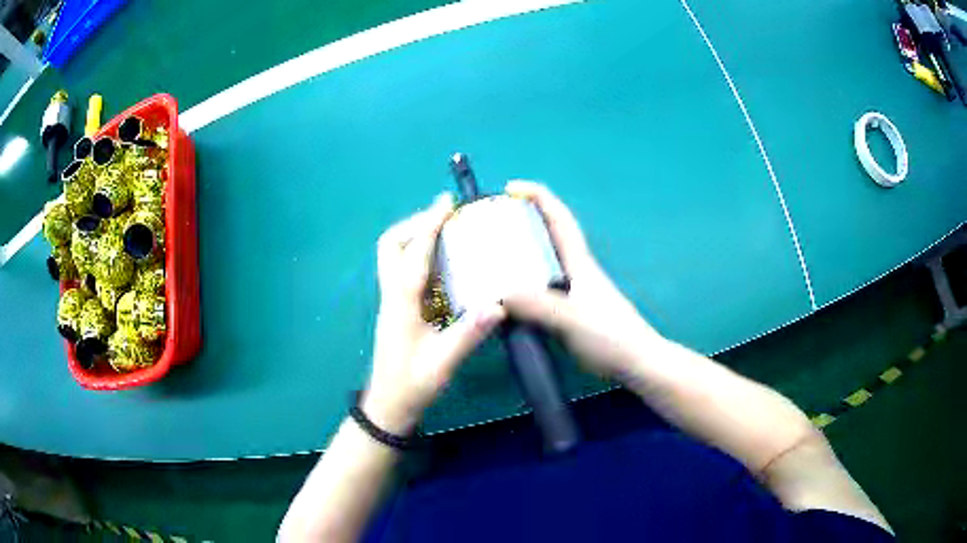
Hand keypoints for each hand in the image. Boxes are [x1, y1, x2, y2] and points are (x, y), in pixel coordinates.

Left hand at [363, 194, 504, 434]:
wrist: (389, 405)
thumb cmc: (413, 384)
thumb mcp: (443, 362)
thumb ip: (469, 333)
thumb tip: (499, 302)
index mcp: (401, 302)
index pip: (414, 254)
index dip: (430, 224)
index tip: (447, 202)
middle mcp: (392, 294)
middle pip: (390, 245)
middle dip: (415, 224)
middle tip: (445, 218)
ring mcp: (392, 300)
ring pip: (394, 256)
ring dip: (417, 237)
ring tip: (449, 232)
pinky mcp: (398, 308)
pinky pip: (405, 270)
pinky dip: (422, 256)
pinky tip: (446, 264)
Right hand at [502, 181, 662, 378]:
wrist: (635, 362)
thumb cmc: (610, 336)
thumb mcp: (571, 319)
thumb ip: (537, 306)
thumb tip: (499, 294)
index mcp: (578, 262)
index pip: (559, 218)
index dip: (537, 196)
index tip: (510, 188)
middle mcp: (574, 271)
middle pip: (547, 236)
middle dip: (521, 222)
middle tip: (489, 227)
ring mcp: (572, 292)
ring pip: (540, 264)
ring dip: (517, 255)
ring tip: (488, 260)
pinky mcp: (569, 312)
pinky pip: (538, 289)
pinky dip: (521, 285)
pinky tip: (506, 298)